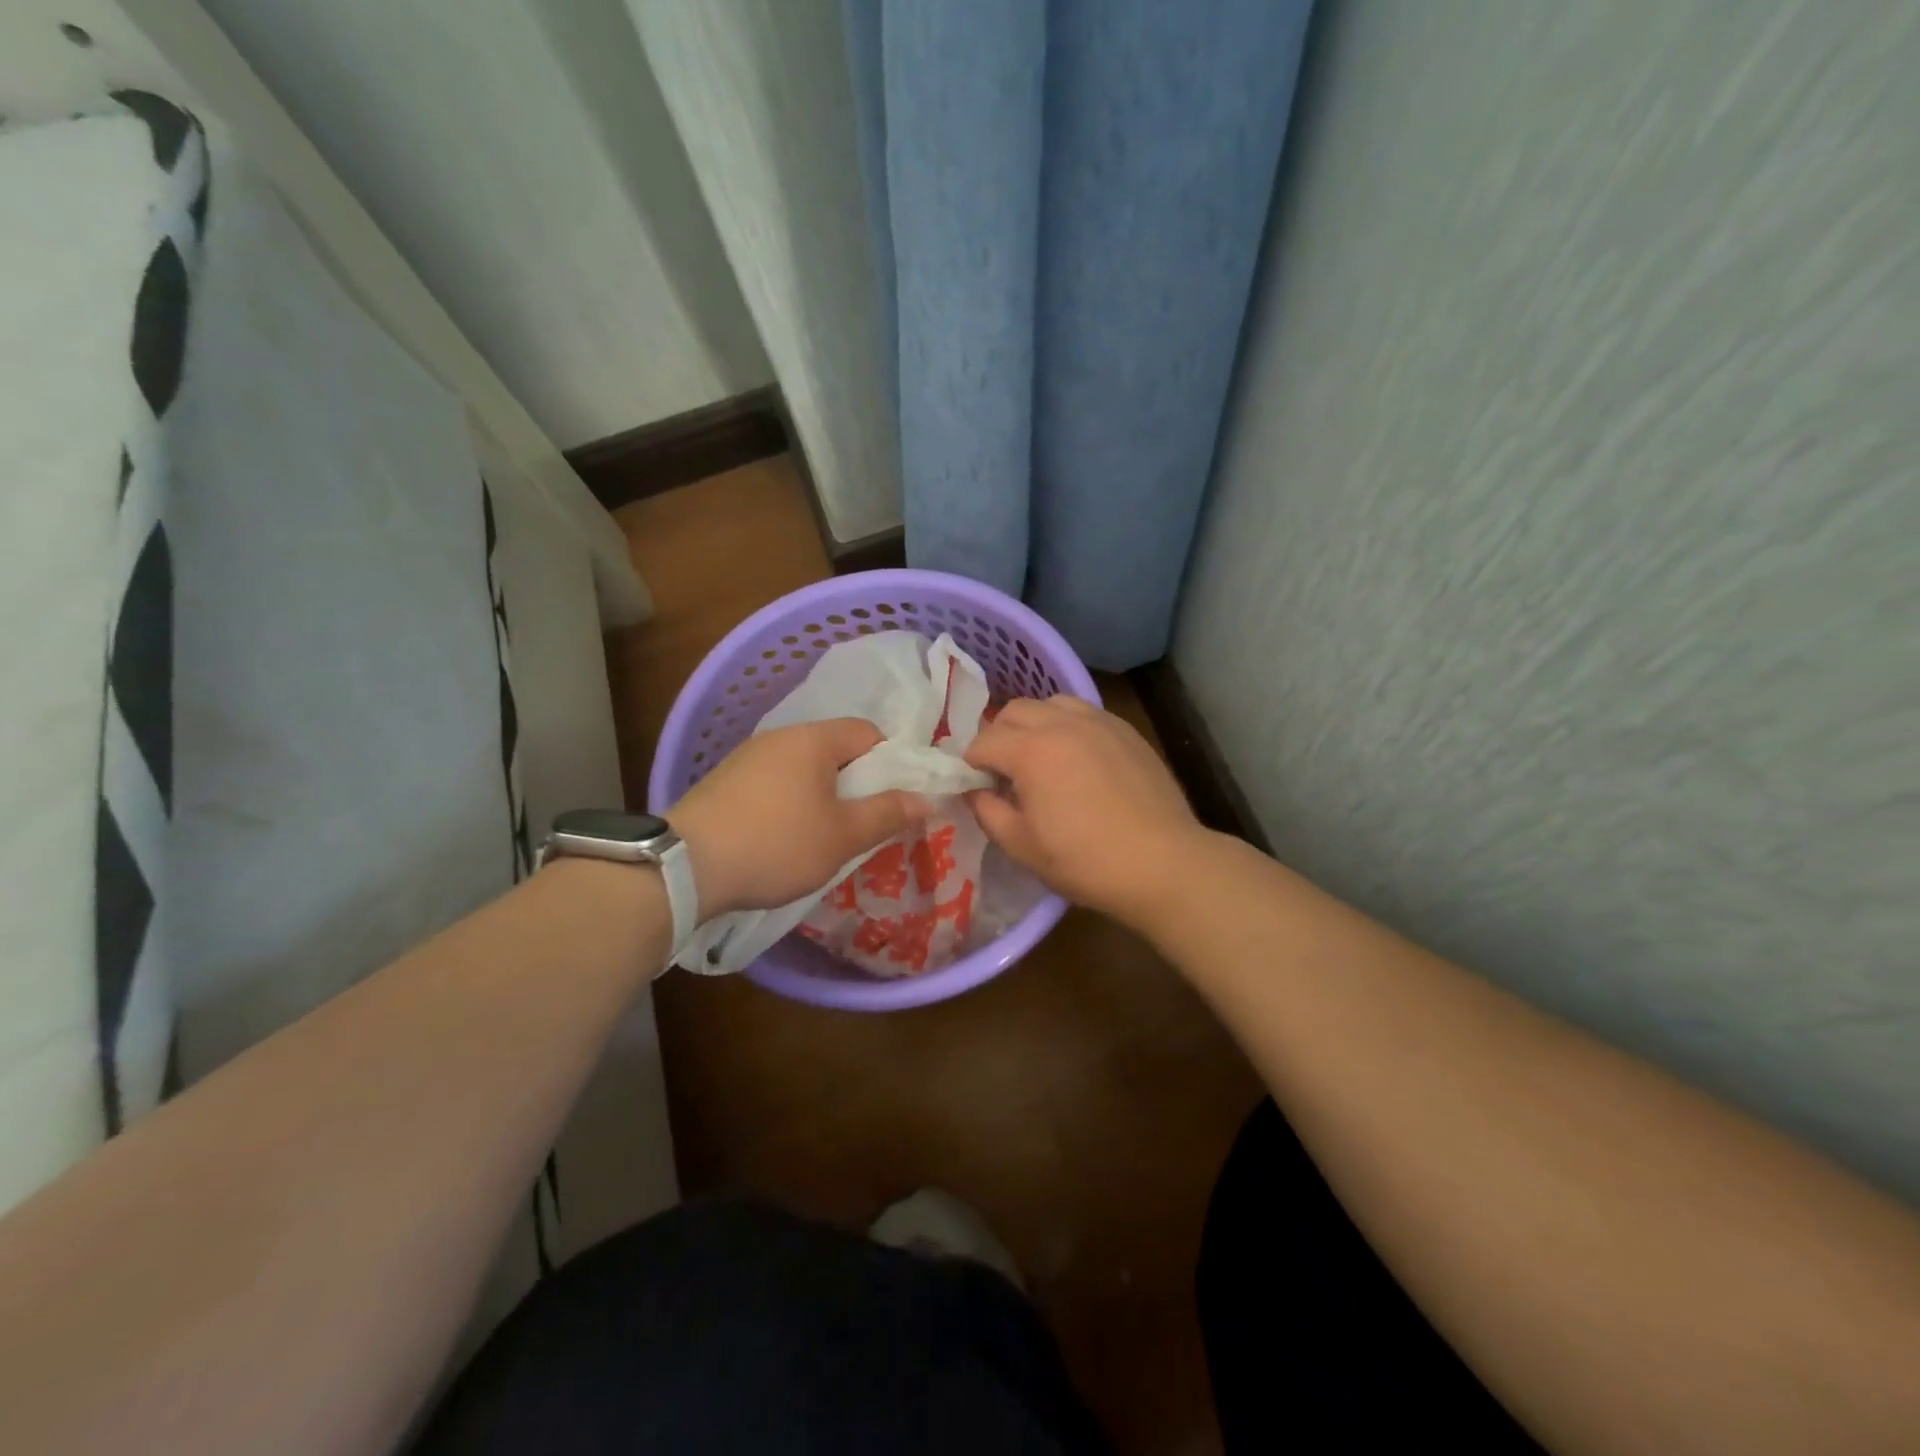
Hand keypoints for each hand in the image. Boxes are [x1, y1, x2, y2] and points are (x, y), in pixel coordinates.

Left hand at [666, 718, 929, 917]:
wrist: (684, 867)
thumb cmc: (776, 844)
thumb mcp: (842, 836)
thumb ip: (887, 814)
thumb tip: (926, 798)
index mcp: (813, 739)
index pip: (868, 732)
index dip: (891, 762)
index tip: (894, 799)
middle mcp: (780, 737)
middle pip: (835, 749)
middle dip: (856, 782)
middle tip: (864, 823)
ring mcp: (747, 757)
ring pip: (803, 768)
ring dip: (822, 795)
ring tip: (825, 836)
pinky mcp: (725, 782)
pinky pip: (774, 783)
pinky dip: (790, 803)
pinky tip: (784, 837)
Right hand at [963, 697, 1205, 925]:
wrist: (1162, 863)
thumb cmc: (1085, 861)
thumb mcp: (1021, 846)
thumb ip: (988, 812)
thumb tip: (976, 792)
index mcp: (1030, 750)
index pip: (983, 741)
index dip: (971, 763)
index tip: (975, 785)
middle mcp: (1062, 723)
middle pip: (1015, 711)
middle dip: (999, 735)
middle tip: (1004, 770)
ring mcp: (1098, 722)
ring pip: (1052, 703)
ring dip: (1035, 723)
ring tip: (1041, 756)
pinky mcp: (1125, 730)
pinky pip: (1085, 713)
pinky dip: (1068, 726)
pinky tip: (1077, 758)